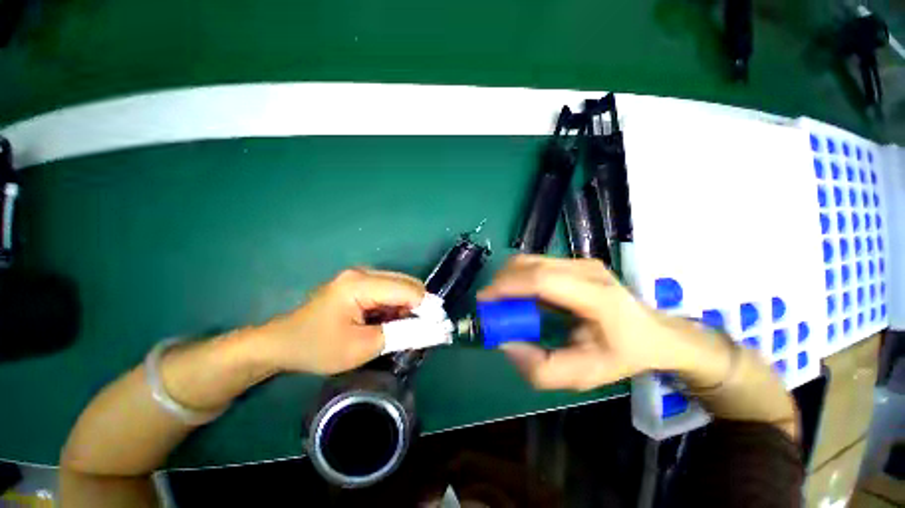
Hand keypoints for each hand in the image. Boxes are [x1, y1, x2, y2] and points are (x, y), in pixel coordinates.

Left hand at [254, 268, 425, 374]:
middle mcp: (363, 273)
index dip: (427, 307)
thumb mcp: (362, 347)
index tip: (439, 327)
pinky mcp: (360, 283)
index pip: (407, 290)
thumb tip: (433, 329)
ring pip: (400, 286)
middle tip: (424, 331)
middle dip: (420, 306)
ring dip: (409, 307)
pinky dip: (397, 306)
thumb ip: (401, 334)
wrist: (282, 343)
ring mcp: (361, 276)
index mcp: (360, 284)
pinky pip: (389, 290)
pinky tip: (391, 322)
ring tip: (406, 329)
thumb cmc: (318, 347)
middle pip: (406, 283)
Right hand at [478, 255, 678, 390]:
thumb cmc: (622, 354)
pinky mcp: (574, 261)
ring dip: (509, 279)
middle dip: (503, 282)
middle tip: (493, 307)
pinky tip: (523, 297)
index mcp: (596, 296)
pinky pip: (535, 264)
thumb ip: (542, 370)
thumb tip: (507, 344)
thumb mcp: (584, 375)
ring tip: (506, 304)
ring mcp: (580, 261)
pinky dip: (520, 278)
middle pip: (530, 264)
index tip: (484, 300)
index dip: (508, 286)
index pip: (542, 279)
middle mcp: (586, 269)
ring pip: (530, 261)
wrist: (652, 332)